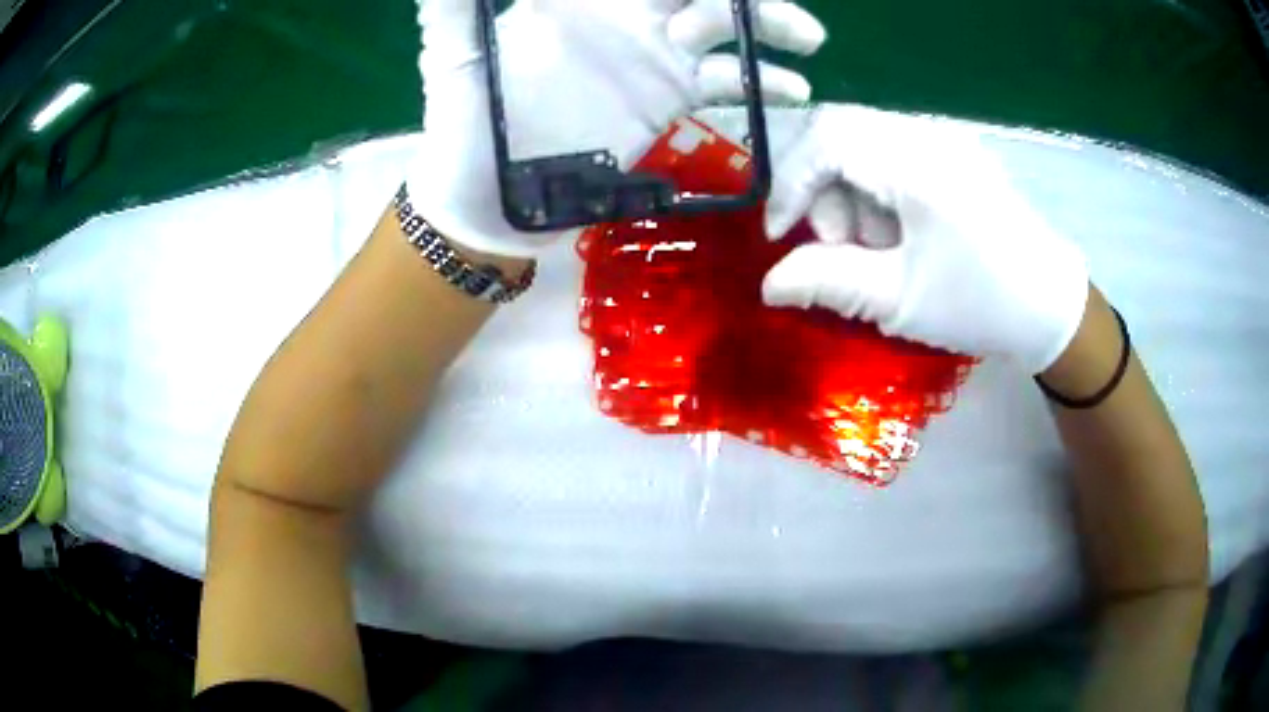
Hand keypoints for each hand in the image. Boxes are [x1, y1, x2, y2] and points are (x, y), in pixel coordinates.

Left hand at [409, 0, 826, 257]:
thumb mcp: (456, 60)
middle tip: (794, 19)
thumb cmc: (464, 129)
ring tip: (807, 47)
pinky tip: (788, 94)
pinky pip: (723, 90)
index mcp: (586, 8)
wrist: (484, 203)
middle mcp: (627, 29)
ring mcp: (652, 68)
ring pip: (722, 38)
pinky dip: (756, 88)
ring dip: (766, 36)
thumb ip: (457, 10)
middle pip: (701, 0)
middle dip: (747, 2)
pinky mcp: (666, 111)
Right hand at [762, 104, 1088, 373]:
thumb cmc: (980, 303)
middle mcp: (929, 136)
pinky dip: (879, 187)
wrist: (1052, 305)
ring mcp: (946, 140)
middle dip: (823, 188)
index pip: (826, 138)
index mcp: (917, 165)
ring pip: (866, 141)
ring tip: (878, 248)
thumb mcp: (898, 300)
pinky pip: (895, 151)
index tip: (780, 235)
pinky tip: (899, 231)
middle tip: (841, 245)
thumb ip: (827, 281)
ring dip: (852, 190)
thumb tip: (768, 283)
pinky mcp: (956, 152)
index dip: (791, 182)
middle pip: (842, 132)